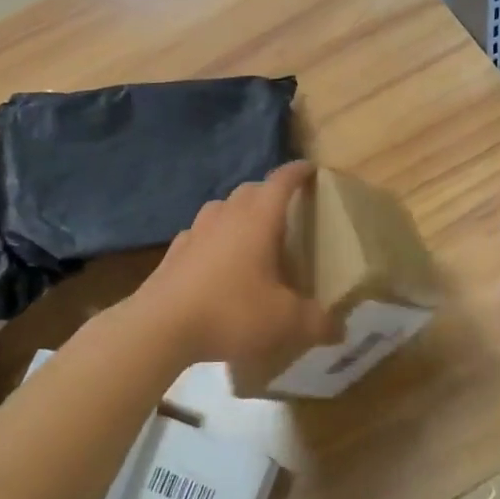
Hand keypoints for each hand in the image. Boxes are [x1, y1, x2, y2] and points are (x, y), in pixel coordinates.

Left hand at [127, 162, 332, 376]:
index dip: (299, 172)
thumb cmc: (231, 312)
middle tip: (287, 211)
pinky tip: (217, 260)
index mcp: (258, 219)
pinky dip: (215, 238)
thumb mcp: (285, 322)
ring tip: (252, 235)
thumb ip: (317, 323)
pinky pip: (201, 233)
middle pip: (251, 189)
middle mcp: (227, 215)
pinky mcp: (174, 252)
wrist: (159, 327)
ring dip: (240, 213)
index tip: (311, 170)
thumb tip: (340, 328)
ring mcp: (196, 230)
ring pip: (222, 208)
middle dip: (270, 193)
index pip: (282, 181)